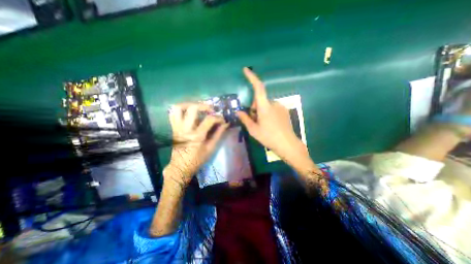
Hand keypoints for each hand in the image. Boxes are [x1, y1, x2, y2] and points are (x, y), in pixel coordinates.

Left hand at [167, 102, 229, 185]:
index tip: (223, 119)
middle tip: (211, 109)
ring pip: (179, 108)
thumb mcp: (211, 148)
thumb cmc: (197, 159)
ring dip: (190, 104)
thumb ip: (218, 134)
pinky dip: (181, 109)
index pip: (209, 119)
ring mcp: (177, 127)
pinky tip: (189, 112)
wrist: (180, 166)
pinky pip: (173, 113)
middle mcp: (185, 129)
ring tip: (198, 107)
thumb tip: (225, 123)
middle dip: (204, 106)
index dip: (218, 117)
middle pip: (192, 108)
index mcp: (197, 135)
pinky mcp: (173, 128)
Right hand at [237, 68, 311, 165]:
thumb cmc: (268, 137)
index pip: (258, 87)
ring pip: (266, 105)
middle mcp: (273, 103)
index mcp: (265, 107)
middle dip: (255, 108)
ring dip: (261, 112)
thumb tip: (238, 112)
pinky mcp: (285, 111)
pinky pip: (273, 108)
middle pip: (260, 100)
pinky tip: (271, 125)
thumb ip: (245, 119)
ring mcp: (280, 107)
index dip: (252, 77)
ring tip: (263, 125)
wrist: (287, 144)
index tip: (246, 70)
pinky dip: (268, 113)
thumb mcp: (253, 130)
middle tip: (254, 121)